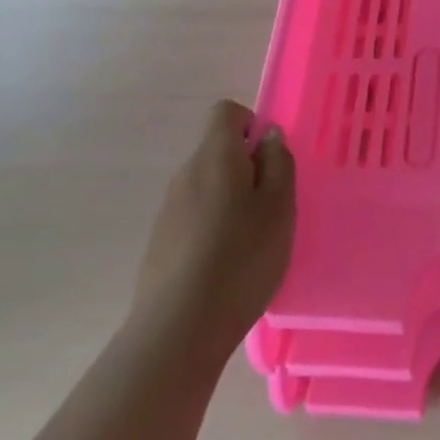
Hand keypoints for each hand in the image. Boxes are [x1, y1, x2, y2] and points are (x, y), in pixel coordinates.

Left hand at [132, 100, 295, 363]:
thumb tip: (268, 135)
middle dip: (246, 169)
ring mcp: (168, 209)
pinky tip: (226, 267)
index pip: (226, 112)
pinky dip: (212, 229)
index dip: (251, 125)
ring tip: (252, 242)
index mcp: (215, 155)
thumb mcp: (279, 207)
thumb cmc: (241, 258)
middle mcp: (185, 173)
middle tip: (271, 207)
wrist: (178, 328)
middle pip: (217, 151)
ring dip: (230, 201)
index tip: (270, 160)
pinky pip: (193, 217)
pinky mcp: (160, 242)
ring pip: (206, 186)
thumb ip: (278, 163)